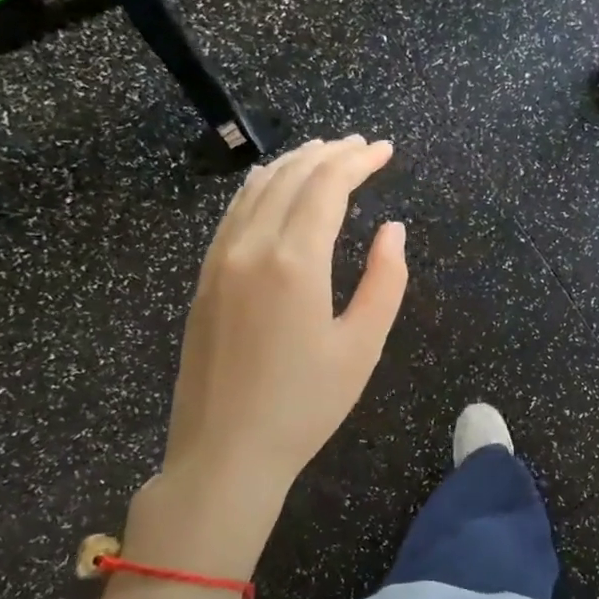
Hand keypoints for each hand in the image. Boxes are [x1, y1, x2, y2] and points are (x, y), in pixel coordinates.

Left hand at [126, 136, 407, 578]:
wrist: (225, 453)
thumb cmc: (305, 405)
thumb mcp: (363, 346)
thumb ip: (386, 280)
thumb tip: (393, 229)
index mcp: (295, 262)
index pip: (327, 187)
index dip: (358, 161)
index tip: (384, 150)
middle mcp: (251, 248)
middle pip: (290, 178)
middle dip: (328, 154)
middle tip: (360, 146)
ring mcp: (220, 262)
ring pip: (256, 190)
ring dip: (293, 164)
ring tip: (323, 154)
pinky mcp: (204, 280)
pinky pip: (233, 214)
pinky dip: (259, 188)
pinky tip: (272, 186)